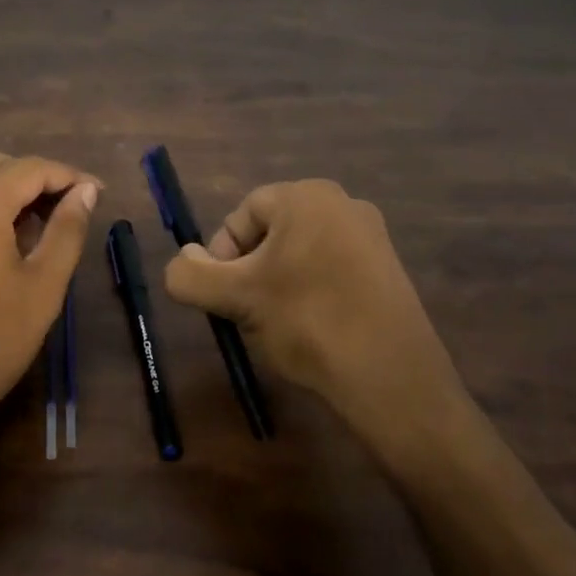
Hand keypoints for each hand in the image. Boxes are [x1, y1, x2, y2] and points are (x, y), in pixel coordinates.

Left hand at [0, 153, 99, 467]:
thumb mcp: (41, 289)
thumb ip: (67, 231)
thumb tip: (86, 192)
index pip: (31, 167)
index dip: (70, 176)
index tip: (100, 195)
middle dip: (40, 181)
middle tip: (74, 213)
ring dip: (12, 193)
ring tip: (44, 229)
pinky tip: (5, 241)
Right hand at [162, 179, 470, 456]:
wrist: (391, 378)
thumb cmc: (307, 322)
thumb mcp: (235, 299)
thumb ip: (190, 275)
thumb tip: (185, 258)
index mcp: (307, 196)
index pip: (243, 214)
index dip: (222, 254)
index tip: (223, 296)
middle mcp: (344, 204)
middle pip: (272, 232)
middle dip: (250, 271)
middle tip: (247, 312)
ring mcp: (372, 237)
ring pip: (301, 253)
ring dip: (278, 284)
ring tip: (278, 326)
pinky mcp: (389, 270)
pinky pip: (332, 270)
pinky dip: (312, 293)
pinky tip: (314, 330)